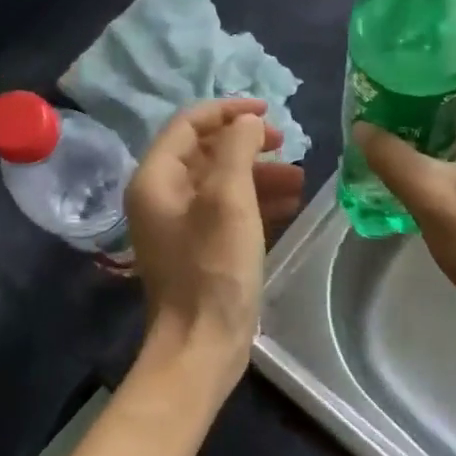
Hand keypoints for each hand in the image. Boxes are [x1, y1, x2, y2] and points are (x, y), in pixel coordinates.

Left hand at [127, 99, 305, 366]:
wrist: (202, 344)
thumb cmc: (214, 268)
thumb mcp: (230, 199)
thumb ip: (238, 149)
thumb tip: (247, 122)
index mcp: (156, 179)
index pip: (189, 124)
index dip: (229, 111)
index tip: (269, 112)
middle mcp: (161, 196)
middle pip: (206, 151)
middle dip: (248, 144)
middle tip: (287, 145)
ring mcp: (179, 224)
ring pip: (221, 181)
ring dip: (259, 173)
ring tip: (300, 178)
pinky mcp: (199, 247)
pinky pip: (226, 209)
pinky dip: (256, 201)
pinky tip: (290, 204)